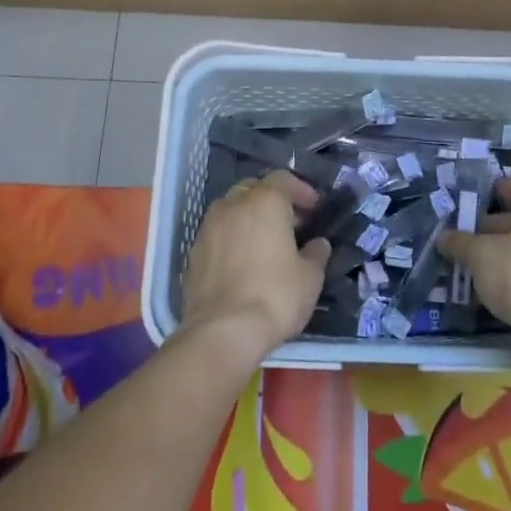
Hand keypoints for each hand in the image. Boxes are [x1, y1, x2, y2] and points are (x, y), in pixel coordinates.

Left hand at [179, 170, 328, 360]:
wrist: (221, 332)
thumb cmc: (274, 297)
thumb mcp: (310, 278)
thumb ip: (316, 254)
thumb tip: (318, 243)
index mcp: (264, 202)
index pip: (283, 179)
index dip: (301, 190)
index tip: (314, 208)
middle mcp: (232, 205)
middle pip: (253, 189)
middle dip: (272, 200)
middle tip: (290, 223)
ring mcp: (208, 227)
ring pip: (231, 209)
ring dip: (249, 218)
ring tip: (265, 242)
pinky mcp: (193, 252)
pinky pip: (217, 233)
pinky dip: (231, 238)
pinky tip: (242, 262)